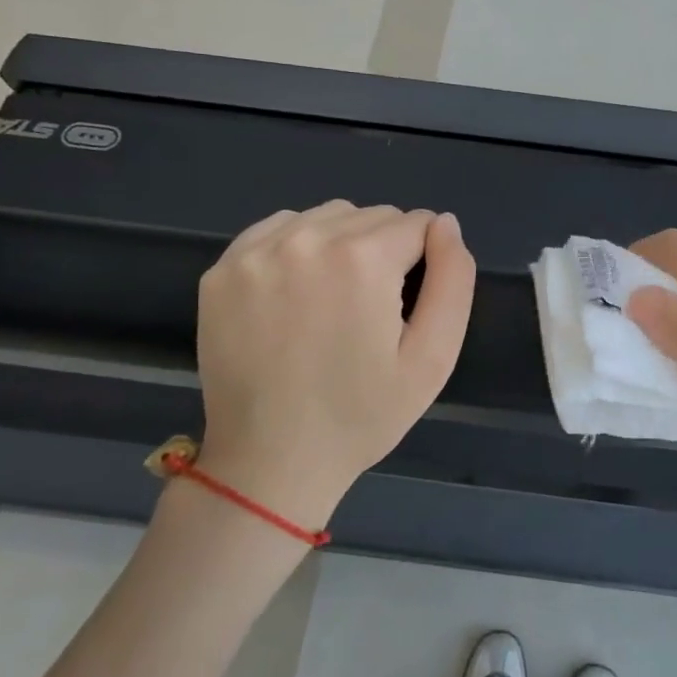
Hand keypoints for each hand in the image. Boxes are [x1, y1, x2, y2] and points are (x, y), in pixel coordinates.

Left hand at [191, 202, 475, 528]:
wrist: (270, 461)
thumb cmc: (361, 415)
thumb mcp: (433, 358)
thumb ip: (453, 280)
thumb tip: (445, 223)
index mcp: (363, 260)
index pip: (418, 224)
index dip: (425, 261)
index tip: (407, 305)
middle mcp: (307, 239)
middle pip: (373, 216)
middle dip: (386, 250)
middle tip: (373, 310)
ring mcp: (257, 252)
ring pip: (327, 217)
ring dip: (343, 244)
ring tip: (335, 301)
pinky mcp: (223, 269)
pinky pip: (279, 229)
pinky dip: (298, 247)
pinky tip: (297, 293)